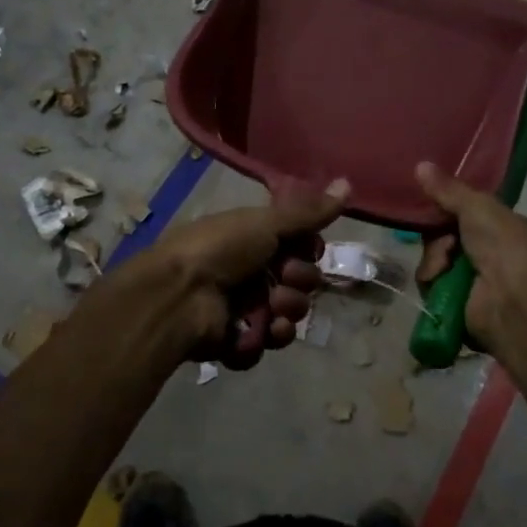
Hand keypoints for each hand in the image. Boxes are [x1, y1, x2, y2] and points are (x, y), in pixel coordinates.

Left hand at [146, 179, 349, 367]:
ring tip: (271, 309)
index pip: (299, 249)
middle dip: (299, 282)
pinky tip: (259, 332)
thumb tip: (348, 184)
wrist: (178, 294)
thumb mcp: (265, 223)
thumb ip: (308, 212)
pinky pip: (265, 343)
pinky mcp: (235, 341)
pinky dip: (264, 338)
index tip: (307, 249)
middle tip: (285, 278)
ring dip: (286, 311)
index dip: (309, 252)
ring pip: (287, 316)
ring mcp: (242, 308)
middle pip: (299, 283)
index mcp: (253, 241)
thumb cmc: (220, 248)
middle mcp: (250, 272)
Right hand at [414, 162, 526, 352]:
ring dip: (434, 262)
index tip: (430, 206)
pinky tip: (441, 284)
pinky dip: (433, 283)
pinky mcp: (458, 305)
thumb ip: (448, 189)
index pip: (463, 215)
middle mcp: (489, 254)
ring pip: (434, 263)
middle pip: (443, 239)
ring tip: (444, 268)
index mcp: (501, 228)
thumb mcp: (477, 206)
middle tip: (445, 243)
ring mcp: (473, 281)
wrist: (513, 297)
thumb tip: (420, 164)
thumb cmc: (503, 244)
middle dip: (437, 239)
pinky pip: (432, 287)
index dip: (444, 210)